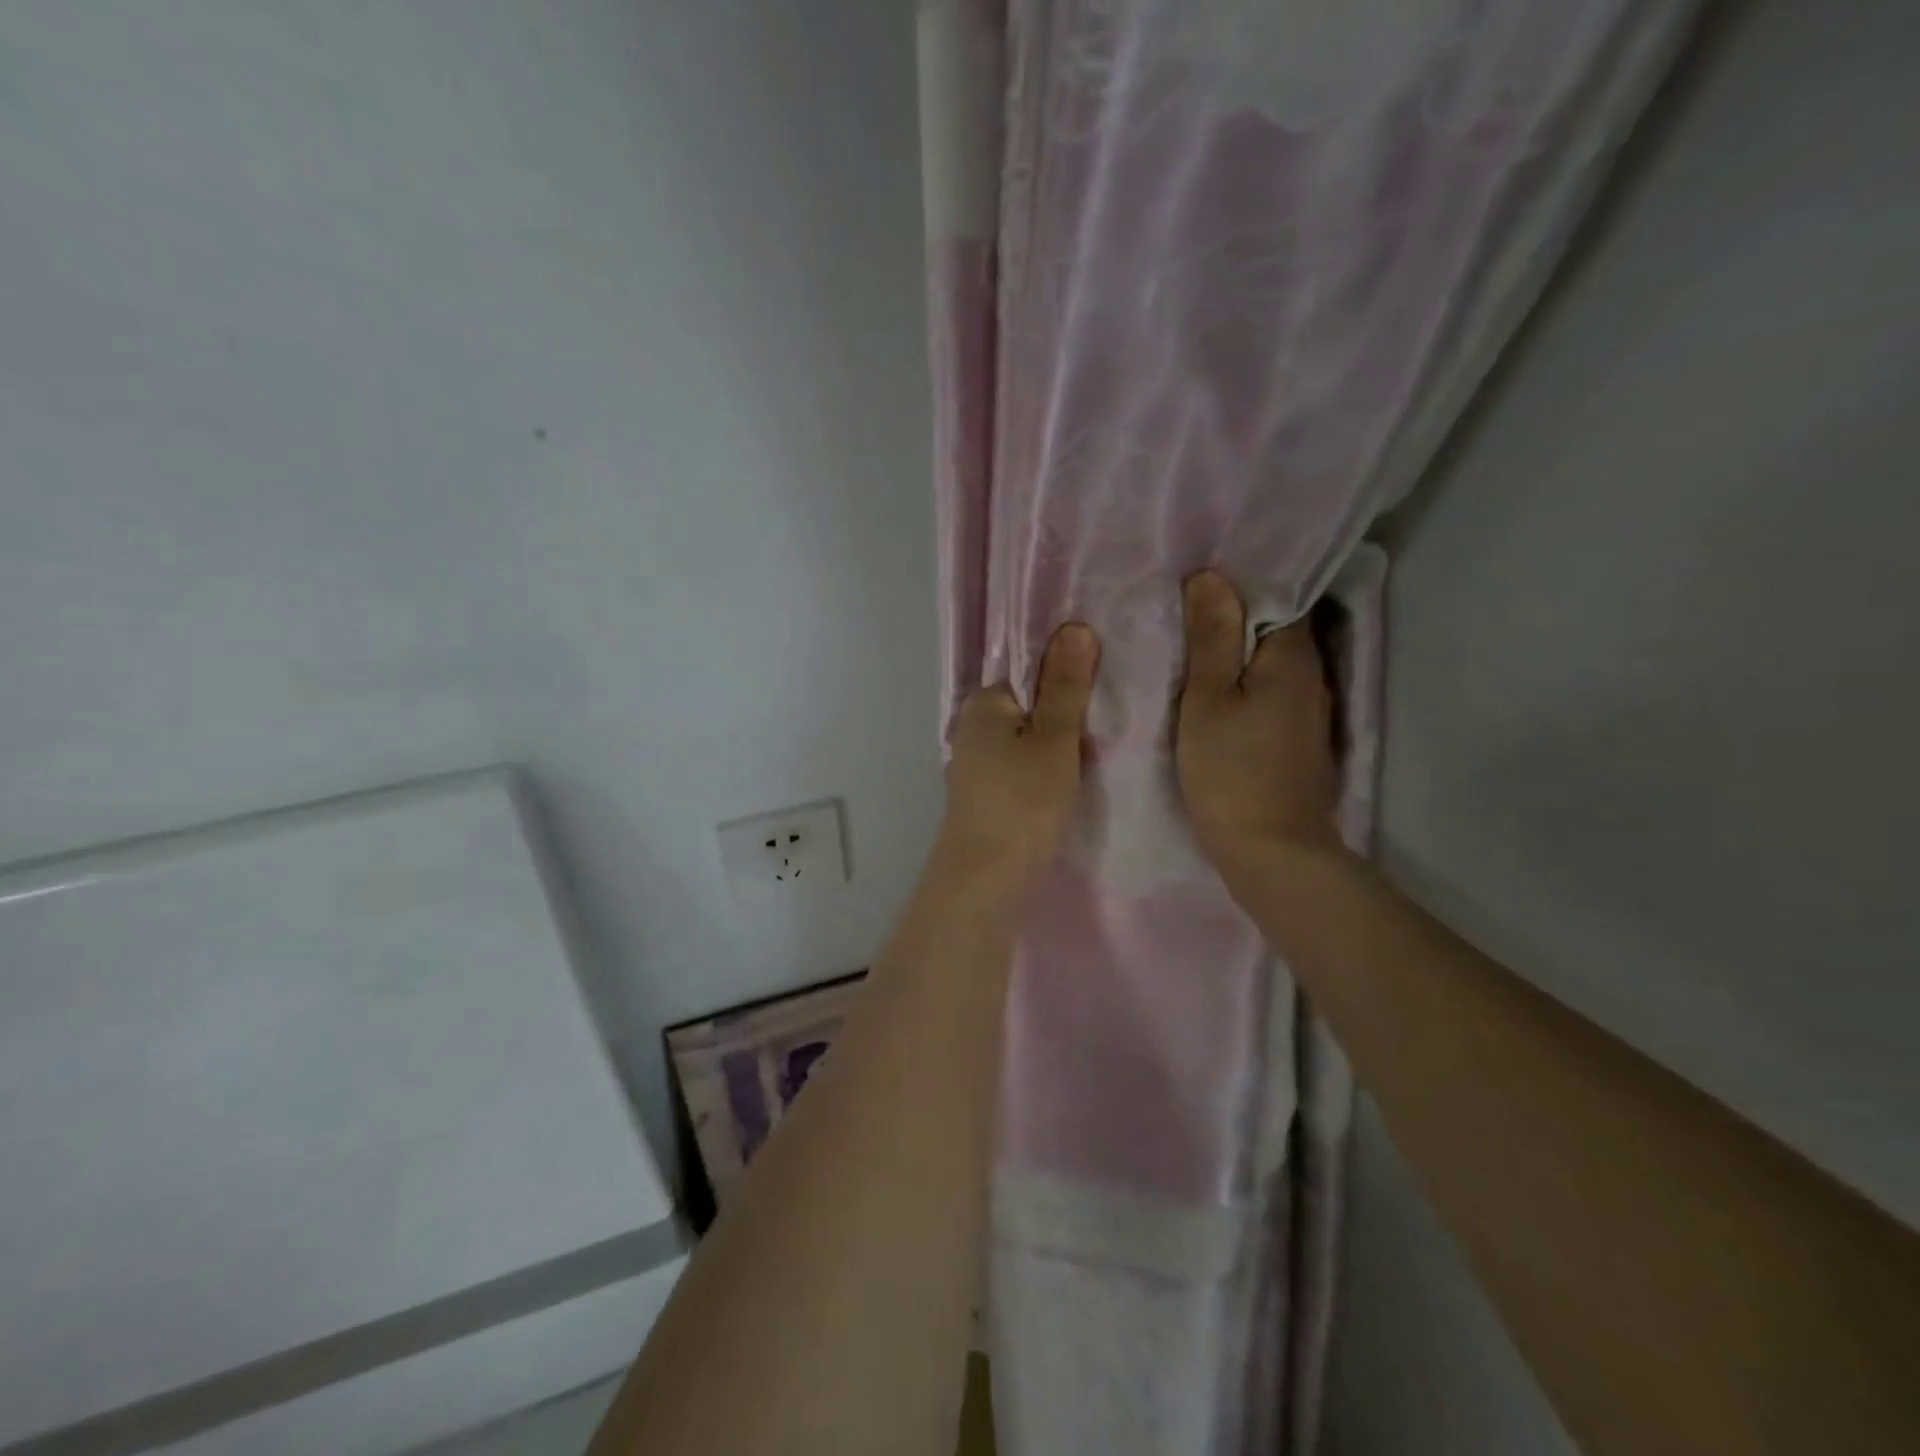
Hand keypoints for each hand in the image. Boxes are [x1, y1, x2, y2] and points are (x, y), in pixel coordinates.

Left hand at [938, 622, 1099, 881]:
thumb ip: (1065, 687)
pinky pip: (1023, 767)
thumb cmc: (1023, 803)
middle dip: (1068, 717)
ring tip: (1095, 760)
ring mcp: (976, 764)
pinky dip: (1046, 771)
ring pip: (1029, 740)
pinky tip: (1069, 787)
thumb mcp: (1054, 740)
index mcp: (983, 703)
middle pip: (1032, 705)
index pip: (1031, 670)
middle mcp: (972, 727)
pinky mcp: (986, 795)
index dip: (1071, 680)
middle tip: (1104, 735)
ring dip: (1061, 747)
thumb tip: (1075, 627)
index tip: (1104, 697)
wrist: (985, 882)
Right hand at [1176, 571, 1340, 862]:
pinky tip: (1216, 694)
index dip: (1239, 586)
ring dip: (1239, 654)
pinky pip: (1271, 695)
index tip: (1197, 583)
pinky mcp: (1299, 742)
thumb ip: (1211, 639)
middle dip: (1236, 618)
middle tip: (1184, 611)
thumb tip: (1211, 576)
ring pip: (1272, 666)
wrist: (1272, 852)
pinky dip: (1246, 686)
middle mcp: (1312, 678)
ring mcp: (1309, 713)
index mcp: (1293, 658)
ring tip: (1193, 647)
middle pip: (1276, 631)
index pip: (1278, 597)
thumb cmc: (1231, 771)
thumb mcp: (1207, 700)